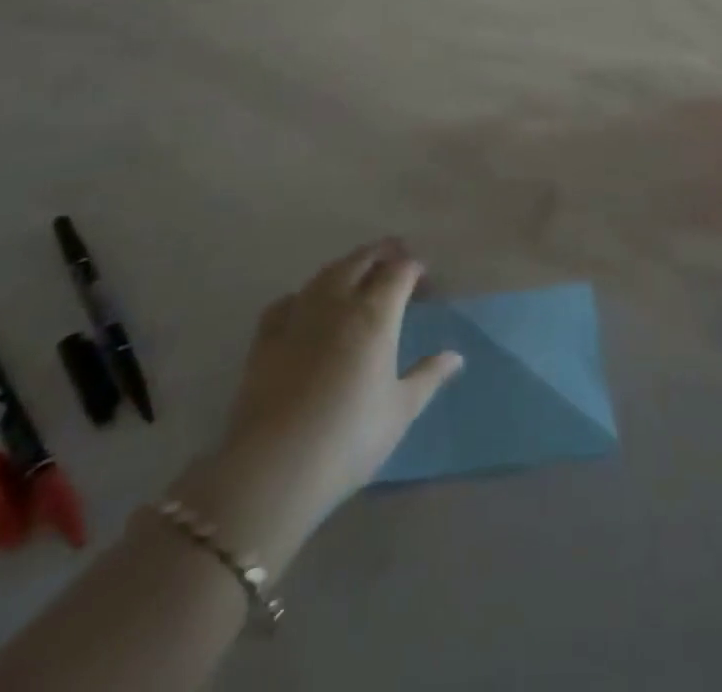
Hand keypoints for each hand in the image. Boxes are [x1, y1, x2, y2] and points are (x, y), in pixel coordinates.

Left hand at [214, 240, 462, 535]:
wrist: (274, 468)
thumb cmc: (349, 438)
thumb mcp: (400, 410)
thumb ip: (428, 376)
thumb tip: (455, 356)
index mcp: (375, 314)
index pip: (399, 271)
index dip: (414, 268)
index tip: (425, 277)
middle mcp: (337, 302)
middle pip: (361, 260)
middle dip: (382, 252)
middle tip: (397, 254)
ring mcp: (298, 316)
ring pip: (326, 274)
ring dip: (347, 265)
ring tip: (359, 270)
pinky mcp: (266, 337)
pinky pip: (289, 300)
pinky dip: (306, 294)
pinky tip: (308, 304)